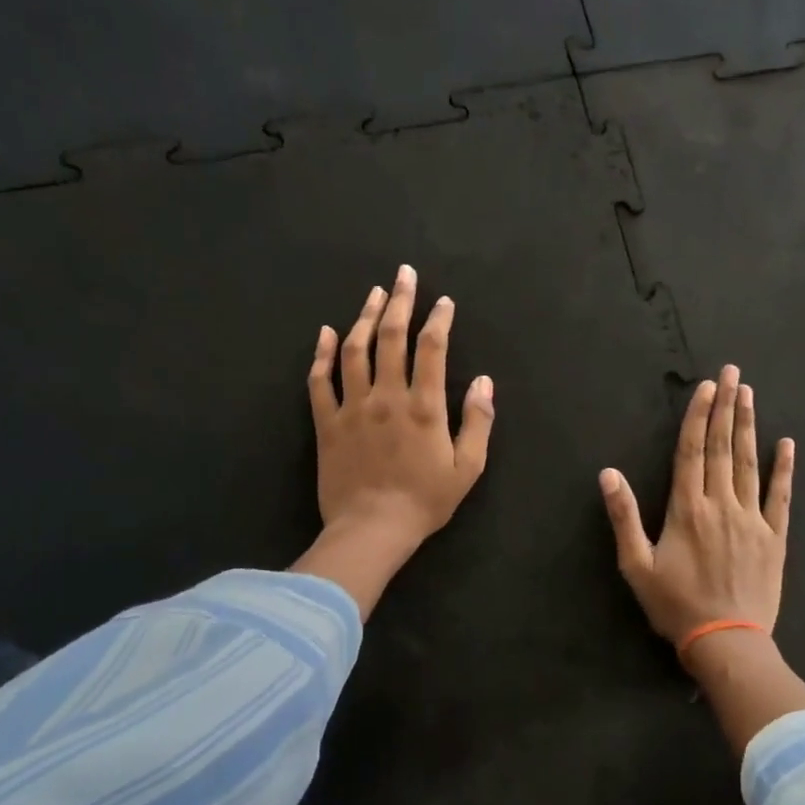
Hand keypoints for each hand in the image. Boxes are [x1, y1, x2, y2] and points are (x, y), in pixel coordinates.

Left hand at [305, 265, 493, 571]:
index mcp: (424, 406)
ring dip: (365, 317)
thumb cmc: (424, 501)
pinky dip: (322, 354)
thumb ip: (478, 422)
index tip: (443, 301)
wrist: (371, 529)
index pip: (432, 349)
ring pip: (355, 350)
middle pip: (391, 337)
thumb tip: (485, 382)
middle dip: (400, 302)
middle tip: (404, 275)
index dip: (438, 320)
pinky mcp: (327, 422)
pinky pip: (320, 380)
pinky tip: (326, 332)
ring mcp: (353, 407)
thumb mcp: (468, 468)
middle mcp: (387, 396)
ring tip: (373, 293)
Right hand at [599, 365, 793, 665]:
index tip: (706, 387)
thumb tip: (609, 473)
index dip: (698, 416)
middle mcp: (721, 504)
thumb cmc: (676, 605)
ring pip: (748, 463)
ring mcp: (752, 518)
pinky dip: (784, 469)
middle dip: (725, 407)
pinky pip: (780, 496)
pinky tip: (786, 444)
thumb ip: (624, 516)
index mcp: (687, 509)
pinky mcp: (774, 537)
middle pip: (721, 447)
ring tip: (749, 394)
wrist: (727, 642)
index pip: (691, 451)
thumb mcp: (637, 565)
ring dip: (748, 426)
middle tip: (732, 373)